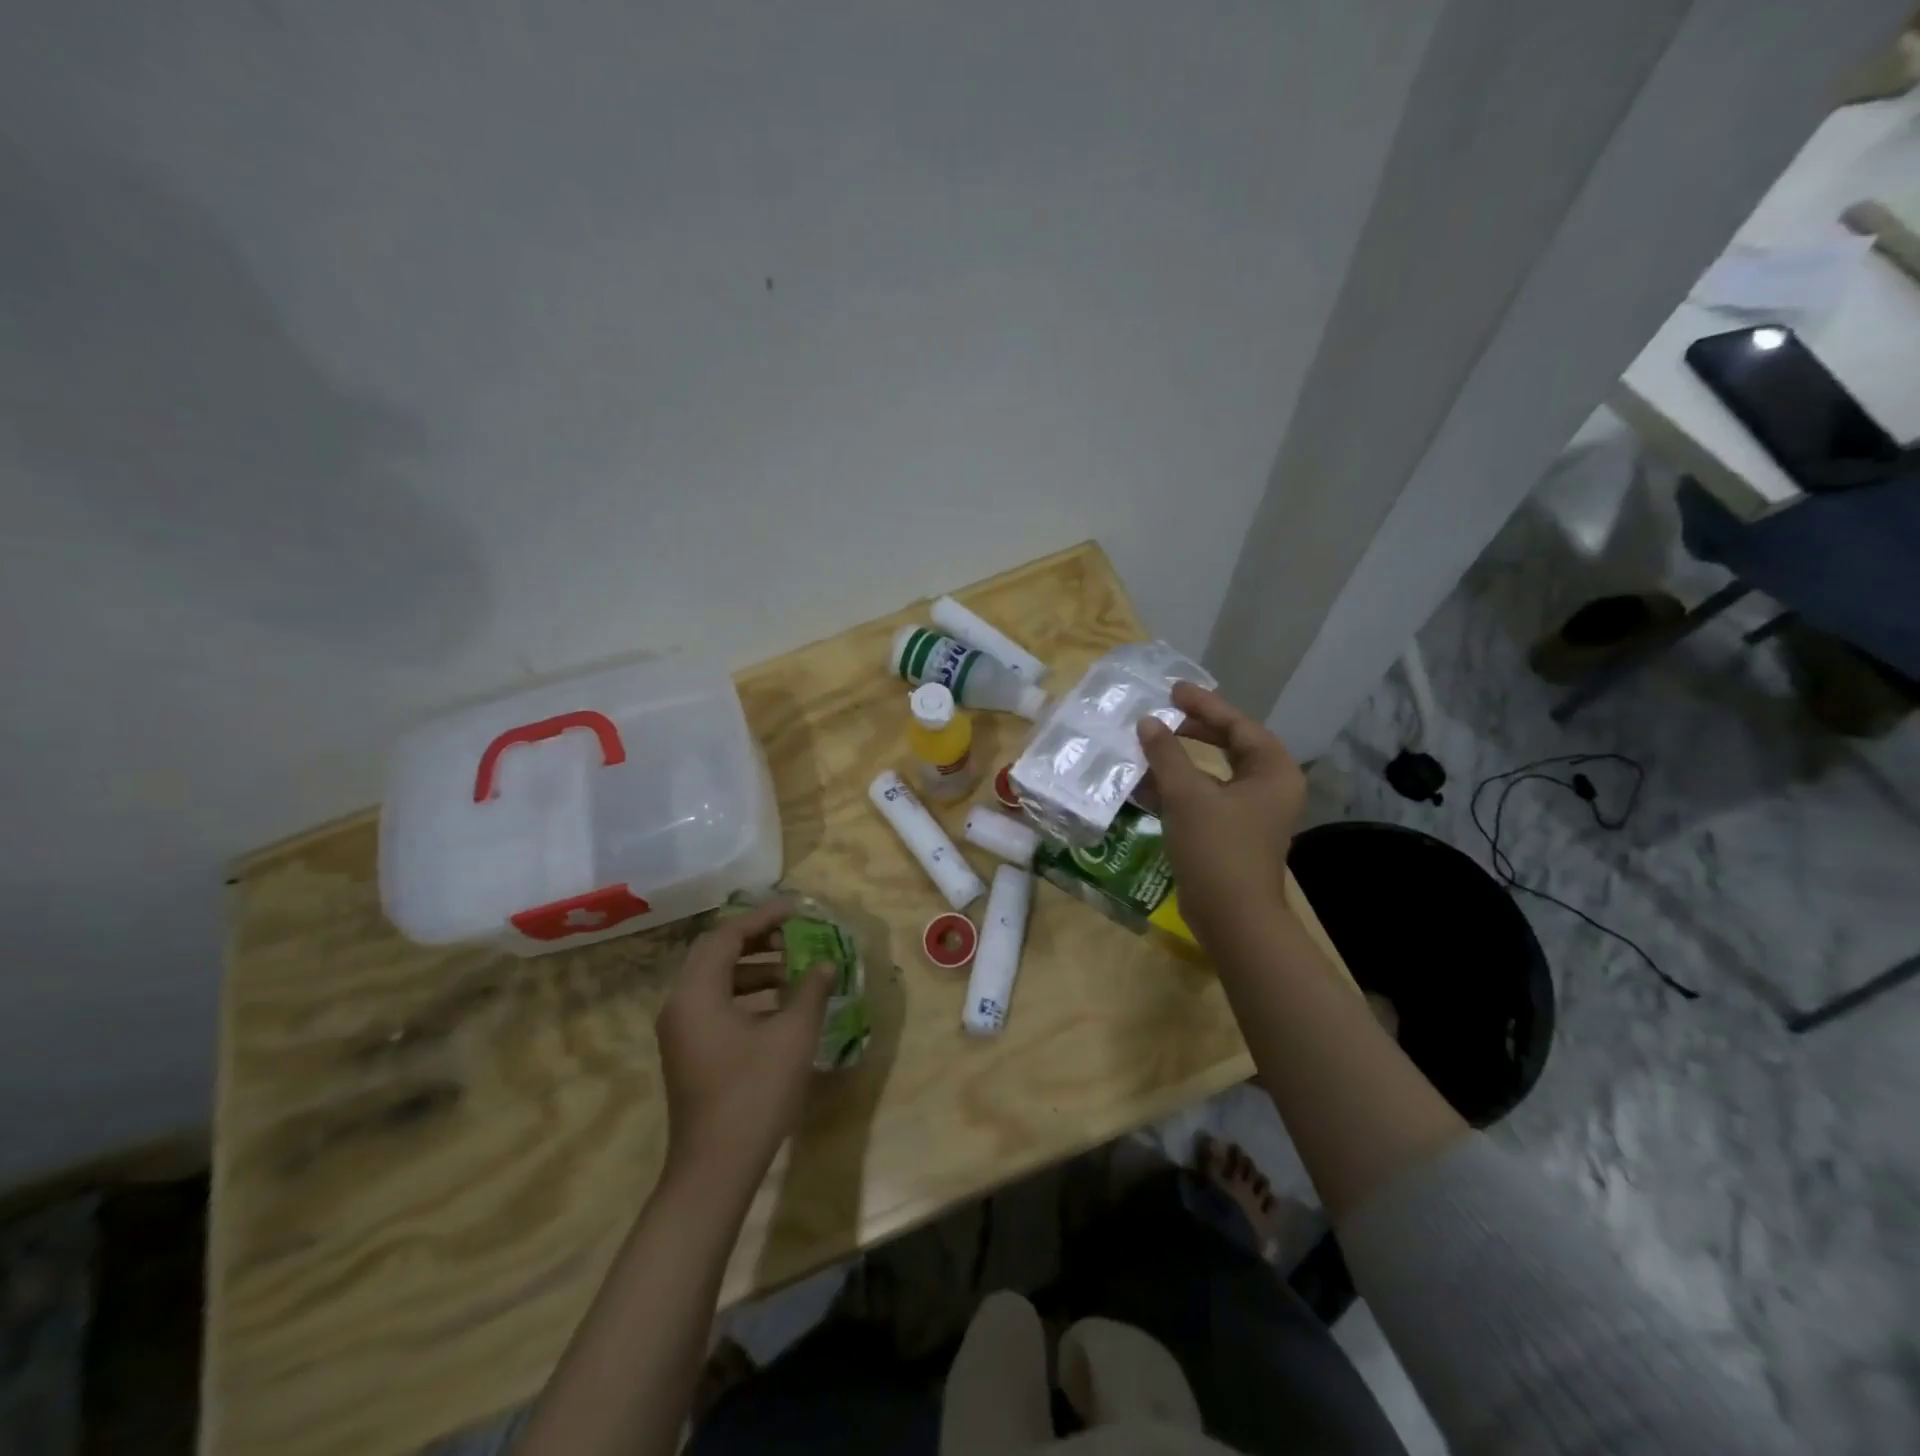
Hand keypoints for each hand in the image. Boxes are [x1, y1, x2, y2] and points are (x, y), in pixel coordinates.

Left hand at [655, 898, 834, 1198]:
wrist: (715, 1169)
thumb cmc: (754, 1093)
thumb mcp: (793, 1036)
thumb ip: (810, 991)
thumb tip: (825, 963)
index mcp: (697, 992)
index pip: (727, 936)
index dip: (764, 917)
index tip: (797, 909)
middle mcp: (680, 1003)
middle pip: (715, 952)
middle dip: (757, 939)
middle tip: (794, 933)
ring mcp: (680, 1030)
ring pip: (715, 979)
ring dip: (753, 967)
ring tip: (793, 968)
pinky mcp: (688, 1051)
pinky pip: (714, 1003)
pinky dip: (745, 994)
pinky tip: (779, 1006)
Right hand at [1137, 683, 1305, 953]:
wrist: (1231, 917)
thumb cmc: (1217, 847)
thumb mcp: (1186, 794)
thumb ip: (1166, 753)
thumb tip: (1147, 722)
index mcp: (1272, 770)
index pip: (1237, 725)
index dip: (1203, 705)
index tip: (1172, 690)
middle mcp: (1268, 786)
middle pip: (1228, 745)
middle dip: (1192, 731)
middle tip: (1161, 713)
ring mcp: (1251, 812)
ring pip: (1212, 773)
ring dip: (1178, 761)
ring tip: (1146, 744)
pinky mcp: (1231, 832)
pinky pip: (1204, 798)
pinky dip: (1177, 789)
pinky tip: (1144, 784)